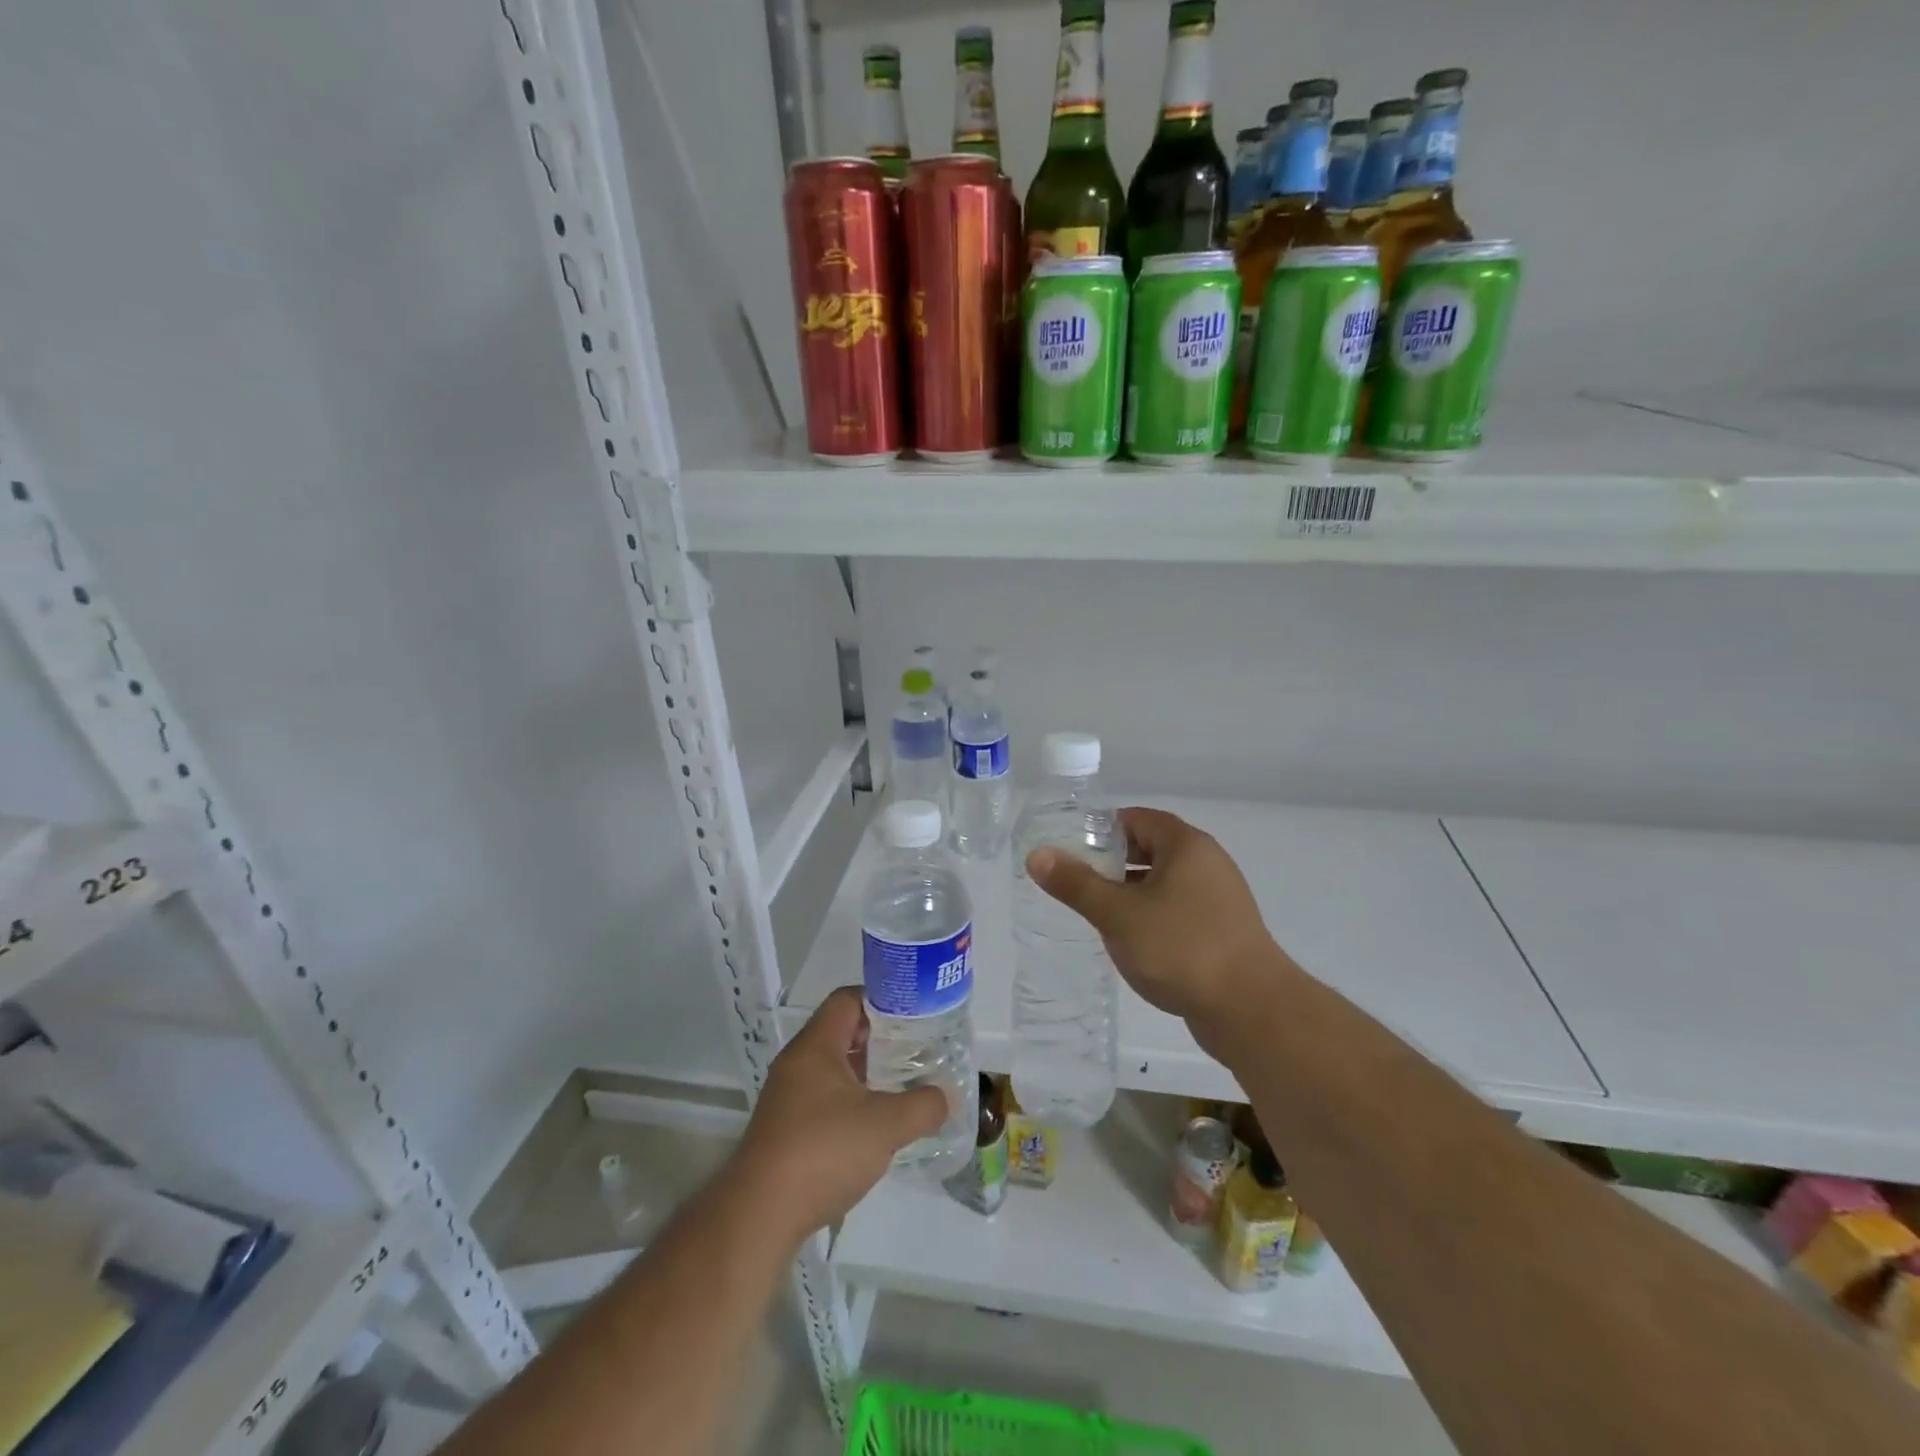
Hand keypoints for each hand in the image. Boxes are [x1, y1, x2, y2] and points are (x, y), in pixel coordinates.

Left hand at [733, 988, 947, 1244]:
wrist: (759, 1216)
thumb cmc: (823, 1152)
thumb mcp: (885, 1126)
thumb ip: (922, 1106)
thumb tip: (946, 1097)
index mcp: (816, 1046)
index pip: (847, 1000)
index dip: (881, 1000)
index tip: (913, 1015)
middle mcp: (797, 1062)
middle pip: (841, 1032)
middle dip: (879, 1039)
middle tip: (915, 1050)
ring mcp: (787, 1096)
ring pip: (833, 1068)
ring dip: (866, 1073)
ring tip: (902, 1086)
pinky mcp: (784, 1129)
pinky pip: (822, 1098)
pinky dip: (850, 1101)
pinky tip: (873, 1125)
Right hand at [1025, 807, 1290, 1035]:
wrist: (1251, 1010)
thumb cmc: (1180, 948)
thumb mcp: (1118, 914)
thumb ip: (1076, 884)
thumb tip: (1037, 855)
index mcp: (1186, 845)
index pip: (1137, 819)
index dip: (1102, 829)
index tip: (1071, 848)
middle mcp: (1207, 863)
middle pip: (1151, 848)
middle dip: (1113, 862)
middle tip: (1077, 881)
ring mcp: (1220, 898)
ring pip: (1165, 882)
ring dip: (1131, 891)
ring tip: (1098, 912)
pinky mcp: (1224, 930)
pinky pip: (1179, 909)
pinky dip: (1153, 915)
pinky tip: (1132, 941)